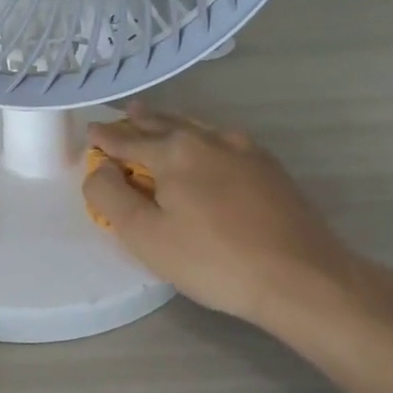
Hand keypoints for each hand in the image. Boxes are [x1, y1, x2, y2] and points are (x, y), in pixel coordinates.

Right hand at [83, 103, 374, 332]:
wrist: (303, 278)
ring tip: (158, 121)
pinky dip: (201, 137)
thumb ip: (109, 195)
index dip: (104, 137)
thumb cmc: (213, 259)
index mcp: (174, 151)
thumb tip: (99, 169)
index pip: (127, 139)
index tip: (90, 130)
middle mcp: (209, 138)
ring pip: (196, 127)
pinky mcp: (270, 168)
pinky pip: (222, 140)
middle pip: (164, 124)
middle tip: (124, 114)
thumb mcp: (145, 235)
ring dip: (171, 123)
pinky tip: (205, 146)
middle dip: (140, 120)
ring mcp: (245, 150)